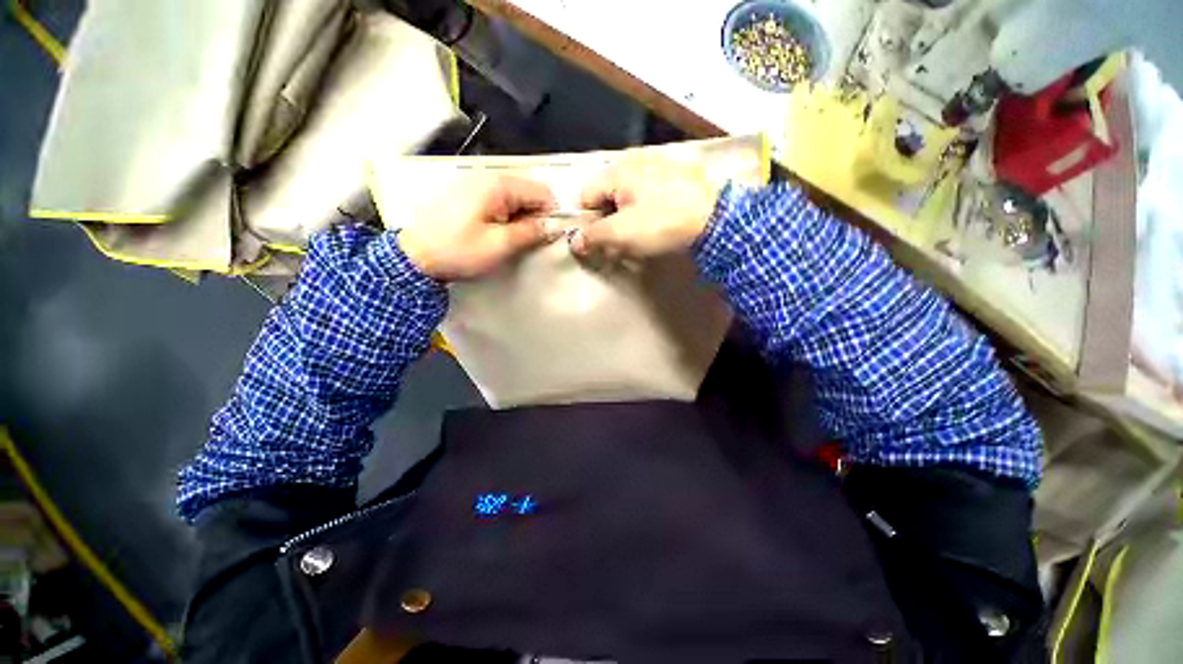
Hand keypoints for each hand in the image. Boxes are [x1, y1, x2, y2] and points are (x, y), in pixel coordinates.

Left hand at [398, 174, 555, 280]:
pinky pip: (499, 200)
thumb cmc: (459, 251)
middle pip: (528, 192)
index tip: (547, 236)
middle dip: (534, 215)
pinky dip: (507, 216)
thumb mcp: (499, 245)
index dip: (550, 213)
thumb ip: (530, 232)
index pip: (541, 191)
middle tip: (528, 241)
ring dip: (521, 217)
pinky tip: (499, 232)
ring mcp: (476, 184)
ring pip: (515, 197)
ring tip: (512, 239)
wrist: (415, 256)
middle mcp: (488, 177)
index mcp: (498, 185)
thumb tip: (553, 225)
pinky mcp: (469, 194)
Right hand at [572, 159, 721, 259]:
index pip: (587, 195)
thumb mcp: (621, 233)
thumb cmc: (661, 224)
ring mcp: (658, 165)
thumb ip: (593, 236)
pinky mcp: (677, 174)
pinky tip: (660, 221)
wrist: (714, 219)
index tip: (603, 239)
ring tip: (644, 234)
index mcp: (617, 171)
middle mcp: (634, 161)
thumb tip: (575, 242)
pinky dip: (648, 208)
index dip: (590, 220)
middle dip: (610, 220)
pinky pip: (650, 192)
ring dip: (629, 216)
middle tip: (623, 241)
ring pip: (629, 195)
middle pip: (608, 195)